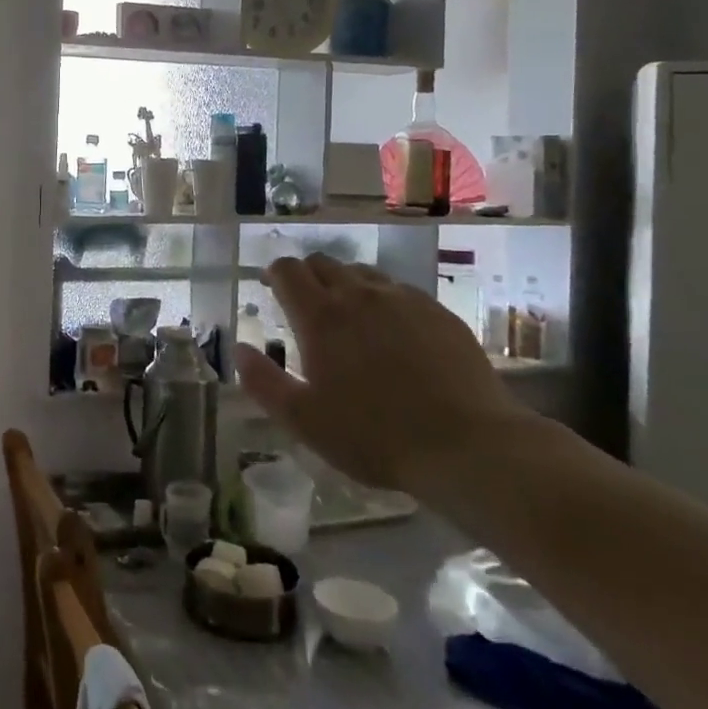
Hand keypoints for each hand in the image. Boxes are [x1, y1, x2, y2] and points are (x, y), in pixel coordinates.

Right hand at [235, 254, 535, 497]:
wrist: (467, 445)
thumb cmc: (374, 436)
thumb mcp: (304, 420)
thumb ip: (263, 382)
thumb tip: (240, 350)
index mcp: (320, 317)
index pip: (287, 271)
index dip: (274, 273)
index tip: (270, 287)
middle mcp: (358, 295)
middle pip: (323, 263)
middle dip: (307, 275)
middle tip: (305, 304)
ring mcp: (402, 299)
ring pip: (362, 273)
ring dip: (345, 284)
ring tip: (349, 316)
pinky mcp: (438, 312)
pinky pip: (399, 290)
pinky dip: (383, 299)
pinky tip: (392, 331)